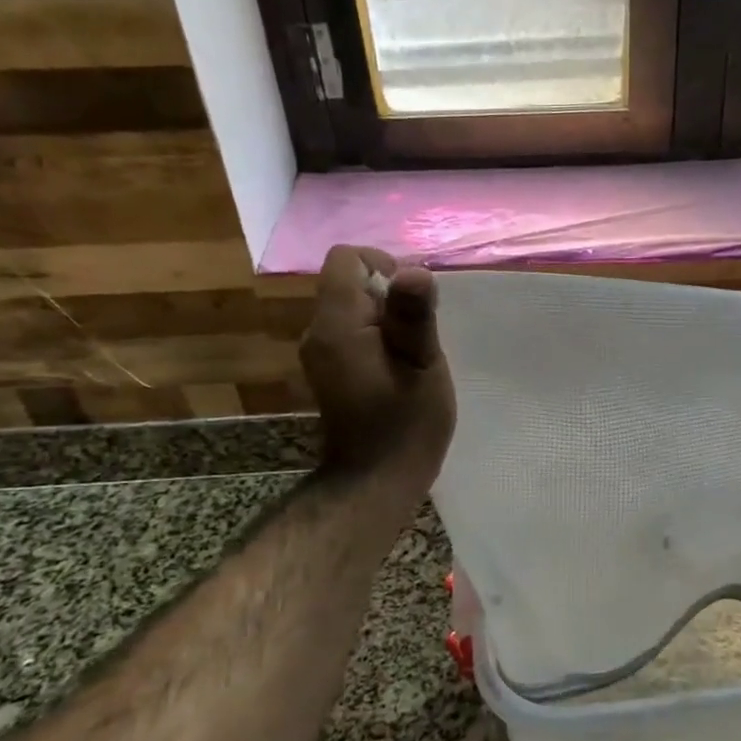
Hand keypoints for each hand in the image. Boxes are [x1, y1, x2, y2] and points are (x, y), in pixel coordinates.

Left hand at [299, 246, 456, 488]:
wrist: (375, 482)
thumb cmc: (406, 425)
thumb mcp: (422, 366)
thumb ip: (415, 316)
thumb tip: (415, 269)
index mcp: (337, 325)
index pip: (346, 258)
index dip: (383, 264)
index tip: (412, 301)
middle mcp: (318, 332)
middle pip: (349, 281)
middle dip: (389, 294)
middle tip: (420, 333)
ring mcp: (320, 352)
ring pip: (352, 306)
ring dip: (386, 317)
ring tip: (413, 352)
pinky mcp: (329, 368)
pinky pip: (351, 329)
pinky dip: (377, 335)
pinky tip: (399, 366)